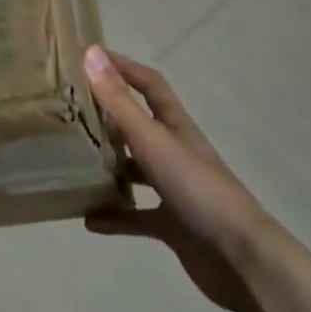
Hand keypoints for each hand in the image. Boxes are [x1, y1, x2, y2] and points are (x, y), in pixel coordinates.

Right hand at [82, 45, 281, 311]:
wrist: (240, 259)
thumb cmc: (197, 189)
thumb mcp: (152, 141)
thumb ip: (120, 102)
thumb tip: (90, 52)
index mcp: (175, 126)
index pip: (149, 84)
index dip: (123, 67)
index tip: (89, 57)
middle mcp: (175, 152)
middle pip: (138, 125)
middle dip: (107, 116)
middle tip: (69, 111)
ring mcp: (175, 190)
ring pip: (135, 170)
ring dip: (108, 166)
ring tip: (72, 163)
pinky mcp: (173, 225)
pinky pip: (136, 216)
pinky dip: (114, 216)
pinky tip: (89, 219)